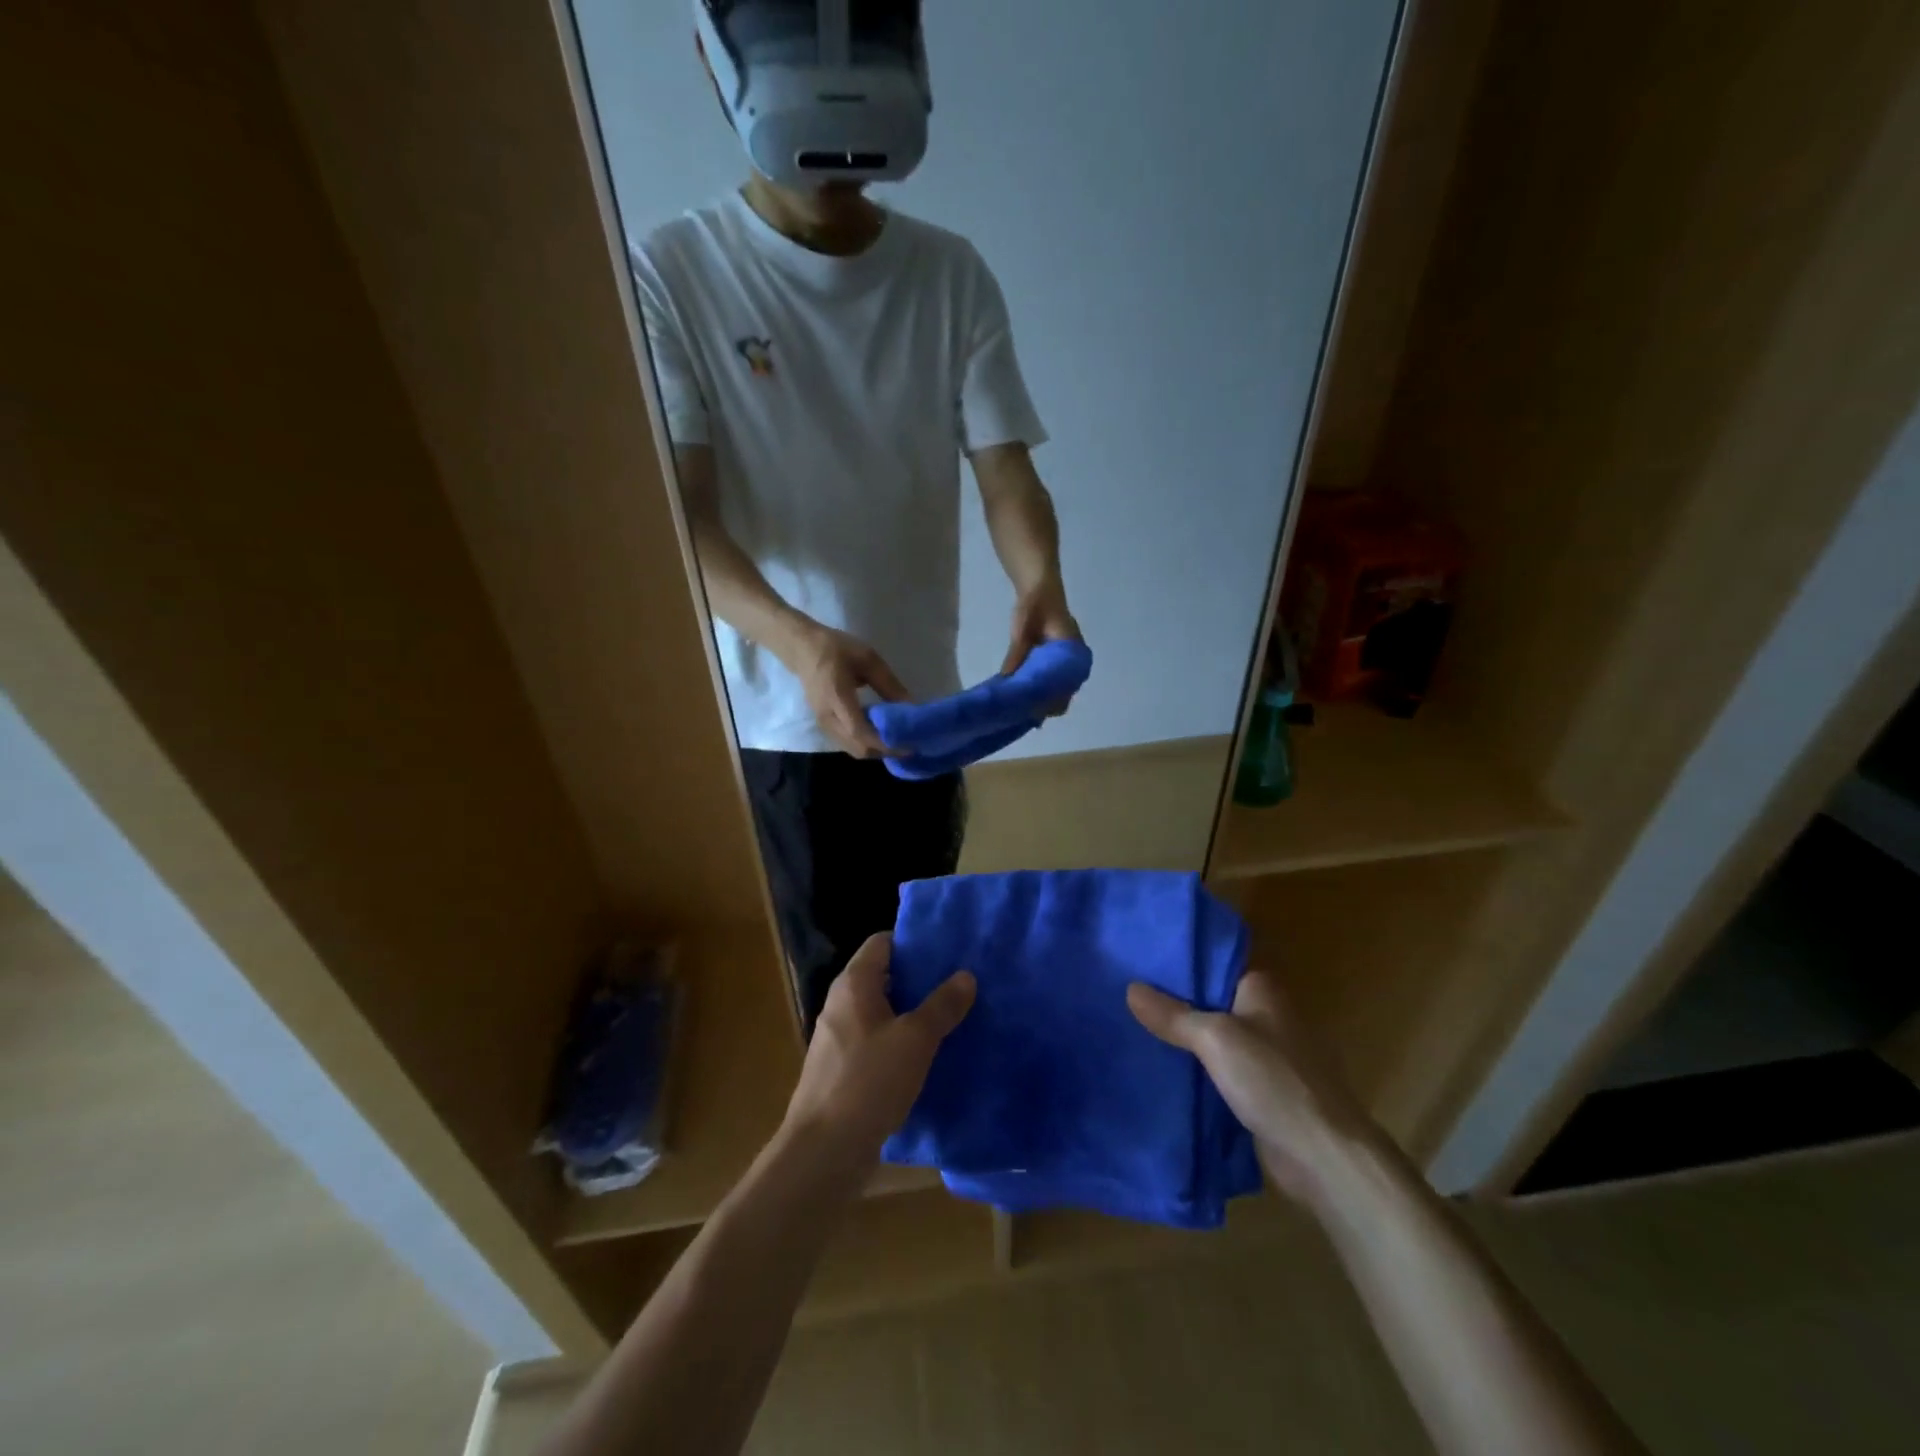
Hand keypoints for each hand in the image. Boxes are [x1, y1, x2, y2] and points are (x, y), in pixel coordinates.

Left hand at [783, 934, 975, 1173]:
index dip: (914, 942)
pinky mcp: (842, 1070)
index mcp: (853, 984)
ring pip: (881, 1011)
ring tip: (951, 1017)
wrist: (823, 1151)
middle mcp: (841, 1003)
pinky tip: (927, 1056)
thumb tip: (966, 975)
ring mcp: (838, 1038)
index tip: (947, 950)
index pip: (883, 942)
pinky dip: (900, 1042)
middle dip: (919, 979)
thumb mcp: (915, 1040)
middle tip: (958, 983)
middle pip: (883, 976)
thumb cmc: (869, 1081)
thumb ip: (942, 1005)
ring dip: (912, 1013)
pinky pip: (876, 1042)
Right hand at [789, 624, 910, 757]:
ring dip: (876, 749)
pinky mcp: (824, 725)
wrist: (801, 648)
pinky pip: (847, 743)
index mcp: (837, 698)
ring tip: (898, 740)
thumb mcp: (867, 659)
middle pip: (858, 747)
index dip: (884, 742)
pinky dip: (866, 744)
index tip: (908, 745)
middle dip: (884, 751)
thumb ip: (889, 684)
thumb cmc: (835, 649)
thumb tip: (912, 707)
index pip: (860, 731)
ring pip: (852, 749)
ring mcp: (823, 724)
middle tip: (908, 744)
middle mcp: (828, 717)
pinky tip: (880, 733)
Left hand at [1000, 580, 1081, 714]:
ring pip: (1057, 692)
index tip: (1031, 712)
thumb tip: (1005, 679)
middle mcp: (1073, 663)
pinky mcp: (1055, 664)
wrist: (1040, 590)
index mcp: (1072, 654)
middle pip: (1063, 695)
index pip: (1067, 688)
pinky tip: (1021, 700)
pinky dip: (1038, 693)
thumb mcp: (1022, 629)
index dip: (1050, 703)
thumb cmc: (1034, 606)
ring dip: (1041, 702)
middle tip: (1021, 716)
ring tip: (1019, 712)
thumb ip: (1016, 653)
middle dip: (1044, 707)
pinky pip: (1050, 684)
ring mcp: (1065, 664)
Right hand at [1128, 969, 1382, 1202]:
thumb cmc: (1272, 1080)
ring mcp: (1268, 1054)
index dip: (1178, 964)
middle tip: (1125, 996)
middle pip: (1211, 1000)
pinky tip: (1162, 1069)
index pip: (1213, 963)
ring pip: (1214, 1037)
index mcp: (1263, 988)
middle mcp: (1267, 1014)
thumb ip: (1173, 1014)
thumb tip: (1130, 988)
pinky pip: (1221, 1069)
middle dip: (1174, 1002)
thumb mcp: (1214, 1038)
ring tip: (1133, 1029)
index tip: (1138, 964)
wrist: (1322, 1155)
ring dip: (1184, 1039)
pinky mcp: (1264, 1090)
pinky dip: (1197, 1069)